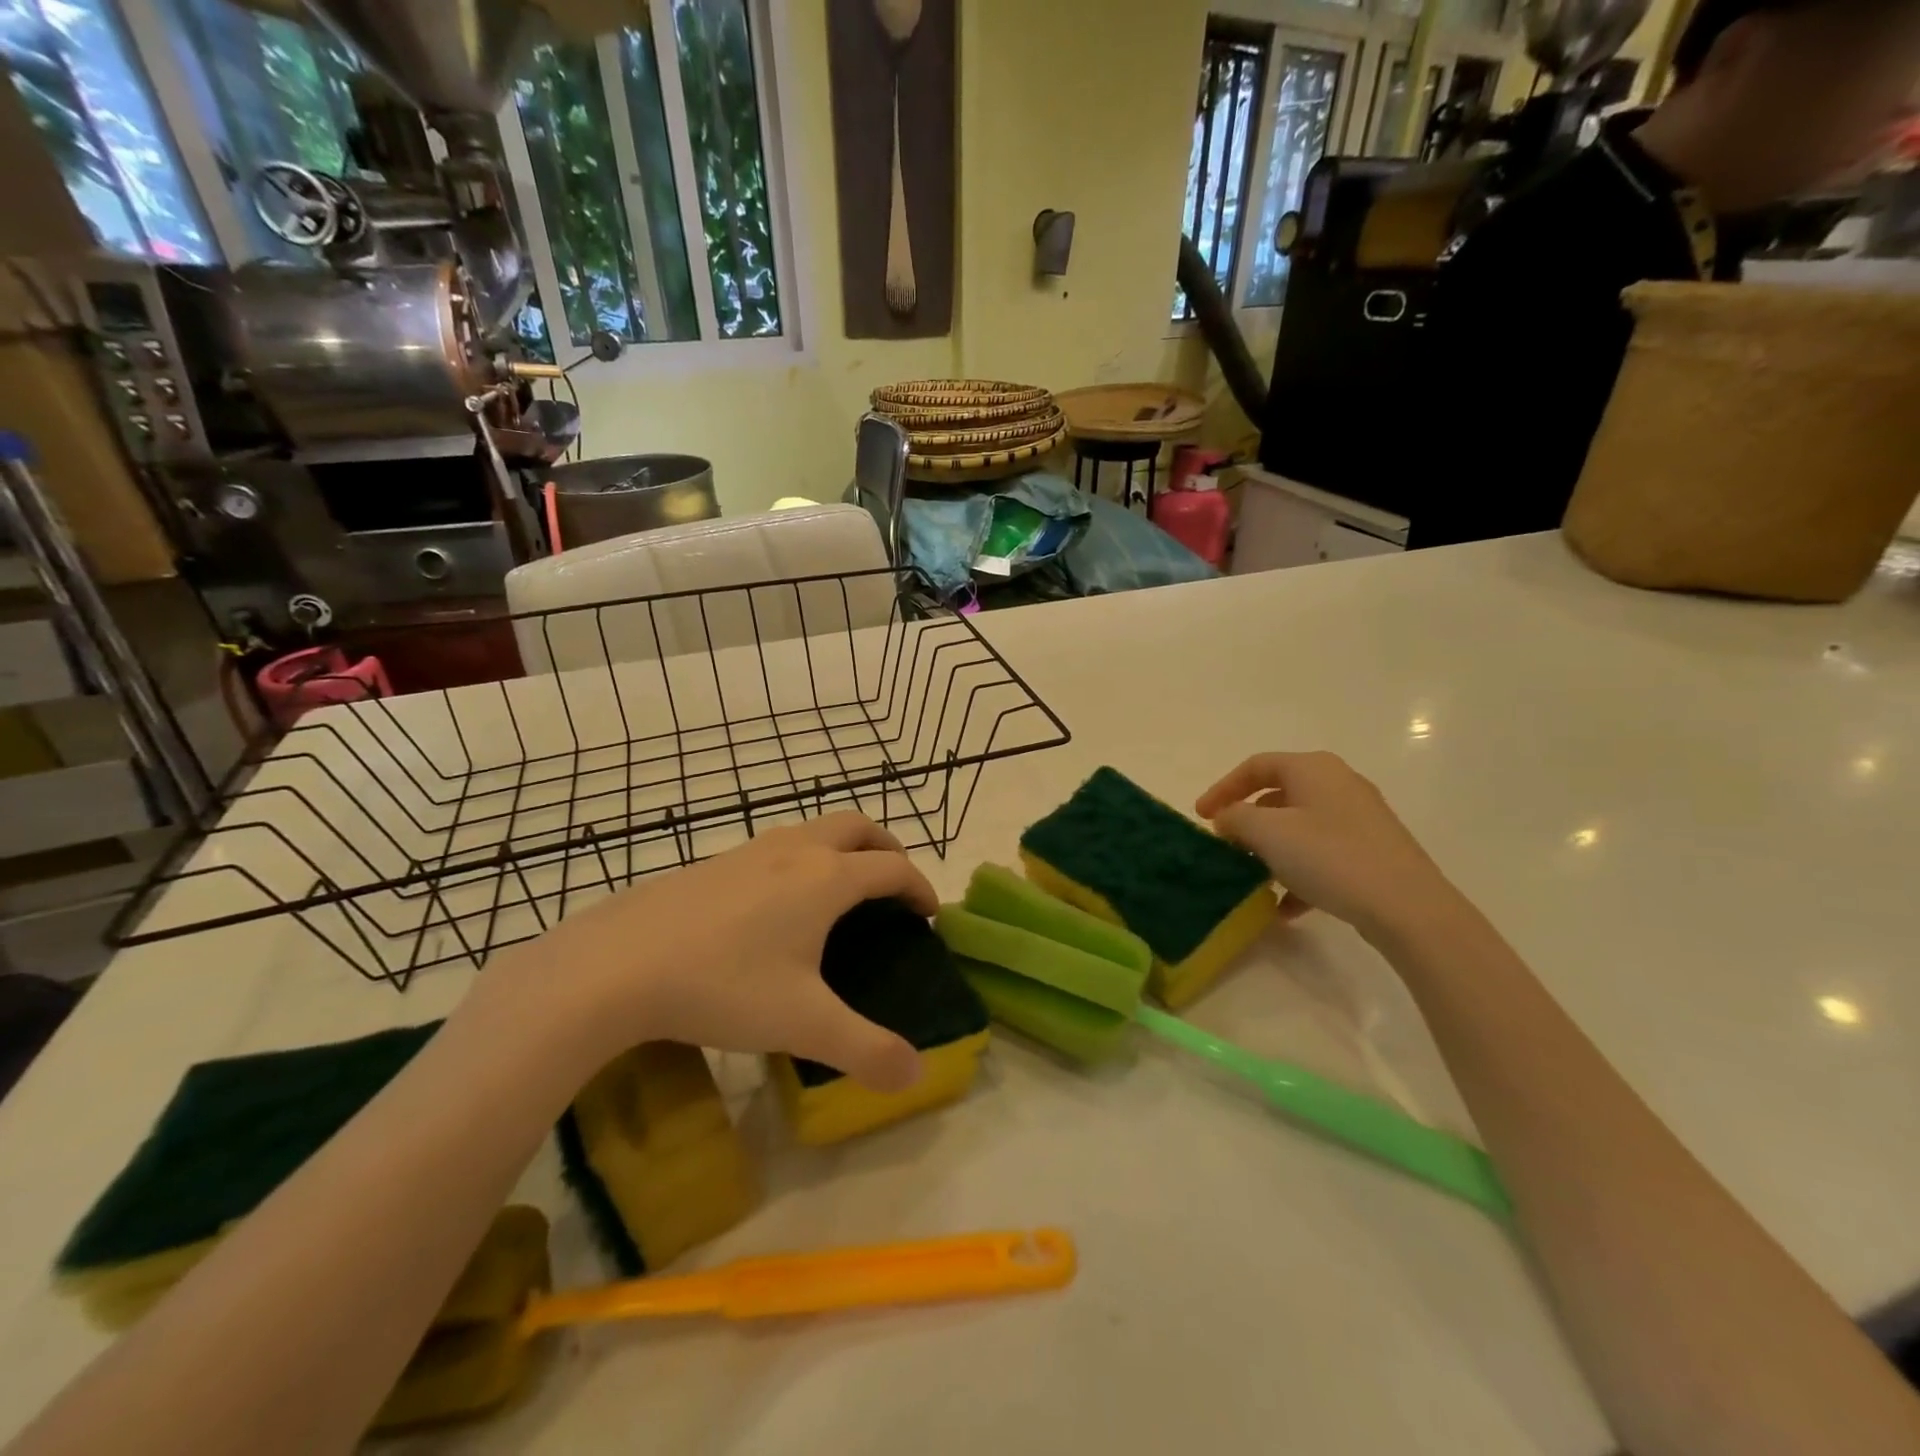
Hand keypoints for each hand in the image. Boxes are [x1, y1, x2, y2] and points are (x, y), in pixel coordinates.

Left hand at [496, 814, 933, 1091]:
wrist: (614, 966)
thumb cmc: (722, 986)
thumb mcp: (802, 1024)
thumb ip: (864, 1050)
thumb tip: (915, 1075)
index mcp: (826, 879)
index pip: (892, 868)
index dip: (919, 887)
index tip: (928, 915)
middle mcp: (794, 851)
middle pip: (858, 827)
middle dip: (886, 849)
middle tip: (893, 886)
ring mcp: (749, 852)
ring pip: (813, 830)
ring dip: (842, 848)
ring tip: (840, 892)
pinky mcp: (712, 863)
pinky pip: (775, 847)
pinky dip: (801, 859)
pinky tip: (776, 905)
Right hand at [1196, 752, 1461, 940]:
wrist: (1408, 906)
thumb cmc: (1330, 857)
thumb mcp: (1268, 833)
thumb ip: (1236, 818)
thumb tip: (1227, 818)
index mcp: (1313, 768)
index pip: (1255, 766)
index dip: (1222, 788)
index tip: (1201, 818)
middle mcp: (1338, 784)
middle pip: (1278, 796)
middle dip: (1247, 823)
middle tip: (1227, 847)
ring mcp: (1359, 818)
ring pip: (1299, 828)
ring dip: (1271, 852)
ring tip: (1253, 879)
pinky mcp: (1372, 850)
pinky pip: (1322, 853)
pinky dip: (1298, 873)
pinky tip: (1286, 907)